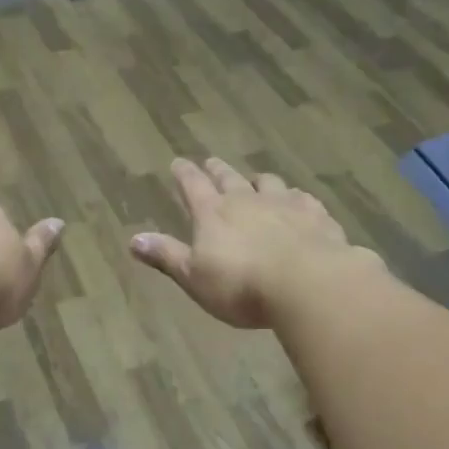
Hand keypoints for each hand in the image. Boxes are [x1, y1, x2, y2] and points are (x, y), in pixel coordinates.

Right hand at [128, 157, 381, 328]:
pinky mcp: (315, 215)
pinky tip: (299, 203)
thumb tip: (133, 240)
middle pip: (229, 177)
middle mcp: (247, 199)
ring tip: (256, 181)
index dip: (183, 174)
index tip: (178, 162)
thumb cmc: (241, 285)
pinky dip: (295, 198)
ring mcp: (284, 203)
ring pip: (268, 182)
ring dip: (258, 180)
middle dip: (217, 170)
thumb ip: (167, 256)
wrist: (307, 283)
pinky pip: (302, 198)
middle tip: (211, 162)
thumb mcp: (194, 277)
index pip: (193, 185)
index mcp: (213, 213)